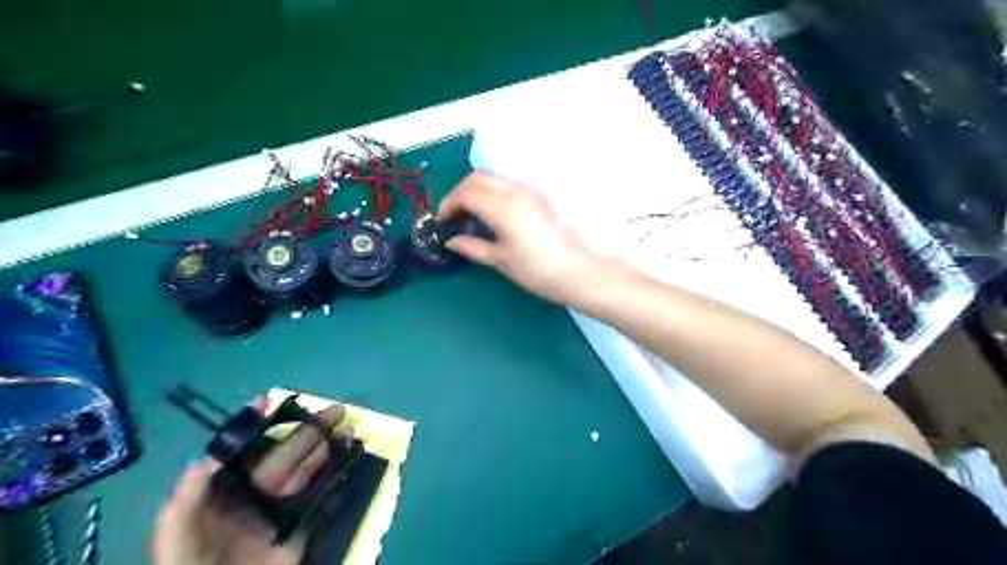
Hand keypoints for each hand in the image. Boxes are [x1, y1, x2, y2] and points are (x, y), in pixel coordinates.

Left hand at [148, 401, 351, 563]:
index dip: (257, 424)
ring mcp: (283, 508)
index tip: (271, 399)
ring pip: (309, 469)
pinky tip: (349, 459)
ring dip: (328, 447)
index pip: (247, 449)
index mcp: (229, 490)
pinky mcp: (303, 525)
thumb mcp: (176, 537)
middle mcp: (258, 492)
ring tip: (347, 429)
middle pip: (288, 453)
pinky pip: (323, 495)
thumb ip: (185, 500)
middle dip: (310, 429)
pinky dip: (337, 476)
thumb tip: (203, 459)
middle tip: (336, 410)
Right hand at [435, 173, 605, 306]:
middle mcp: (515, 190)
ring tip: (470, 218)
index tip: (442, 222)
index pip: (465, 192)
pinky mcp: (539, 197)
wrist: (575, 271)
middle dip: (459, 193)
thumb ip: (471, 246)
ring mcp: (529, 191)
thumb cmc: (534, 269)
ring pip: (493, 179)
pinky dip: (492, 194)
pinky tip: (491, 216)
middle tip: (453, 217)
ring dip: (476, 191)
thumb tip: (451, 241)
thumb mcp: (499, 259)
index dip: (448, 205)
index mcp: (502, 206)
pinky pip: (507, 186)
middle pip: (477, 178)